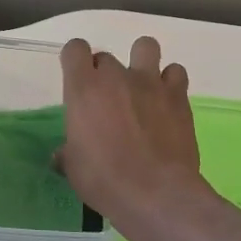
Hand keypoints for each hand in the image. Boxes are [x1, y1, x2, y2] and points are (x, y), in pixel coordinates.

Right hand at [57, 36, 203, 225]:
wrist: (156, 194)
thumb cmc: (105, 180)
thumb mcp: (74, 169)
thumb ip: (68, 152)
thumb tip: (62, 154)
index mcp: (84, 89)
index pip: (75, 49)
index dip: (74, 61)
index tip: (76, 80)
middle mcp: (116, 77)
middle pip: (106, 57)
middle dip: (104, 74)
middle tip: (107, 102)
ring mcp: (150, 83)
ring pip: (145, 46)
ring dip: (141, 61)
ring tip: (140, 87)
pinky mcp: (178, 96)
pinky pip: (175, 72)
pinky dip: (170, 82)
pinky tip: (165, 102)